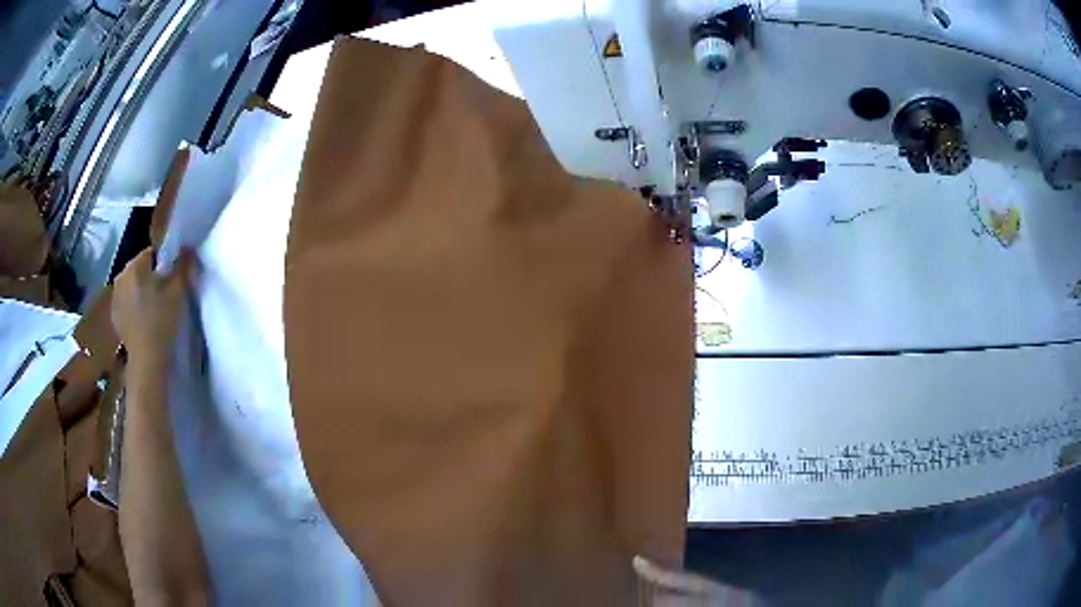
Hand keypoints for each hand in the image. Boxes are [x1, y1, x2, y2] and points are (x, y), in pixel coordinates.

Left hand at [111, 248, 194, 359]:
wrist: (147, 359)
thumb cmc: (162, 320)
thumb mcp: (178, 290)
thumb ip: (182, 264)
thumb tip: (187, 246)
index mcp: (134, 265)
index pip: (152, 253)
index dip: (165, 263)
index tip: (173, 278)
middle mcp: (121, 276)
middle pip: (140, 269)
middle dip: (151, 277)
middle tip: (165, 294)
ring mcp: (115, 298)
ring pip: (132, 286)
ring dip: (142, 292)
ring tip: (155, 309)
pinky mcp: (114, 317)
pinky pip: (127, 303)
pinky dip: (135, 307)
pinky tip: (144, 321)